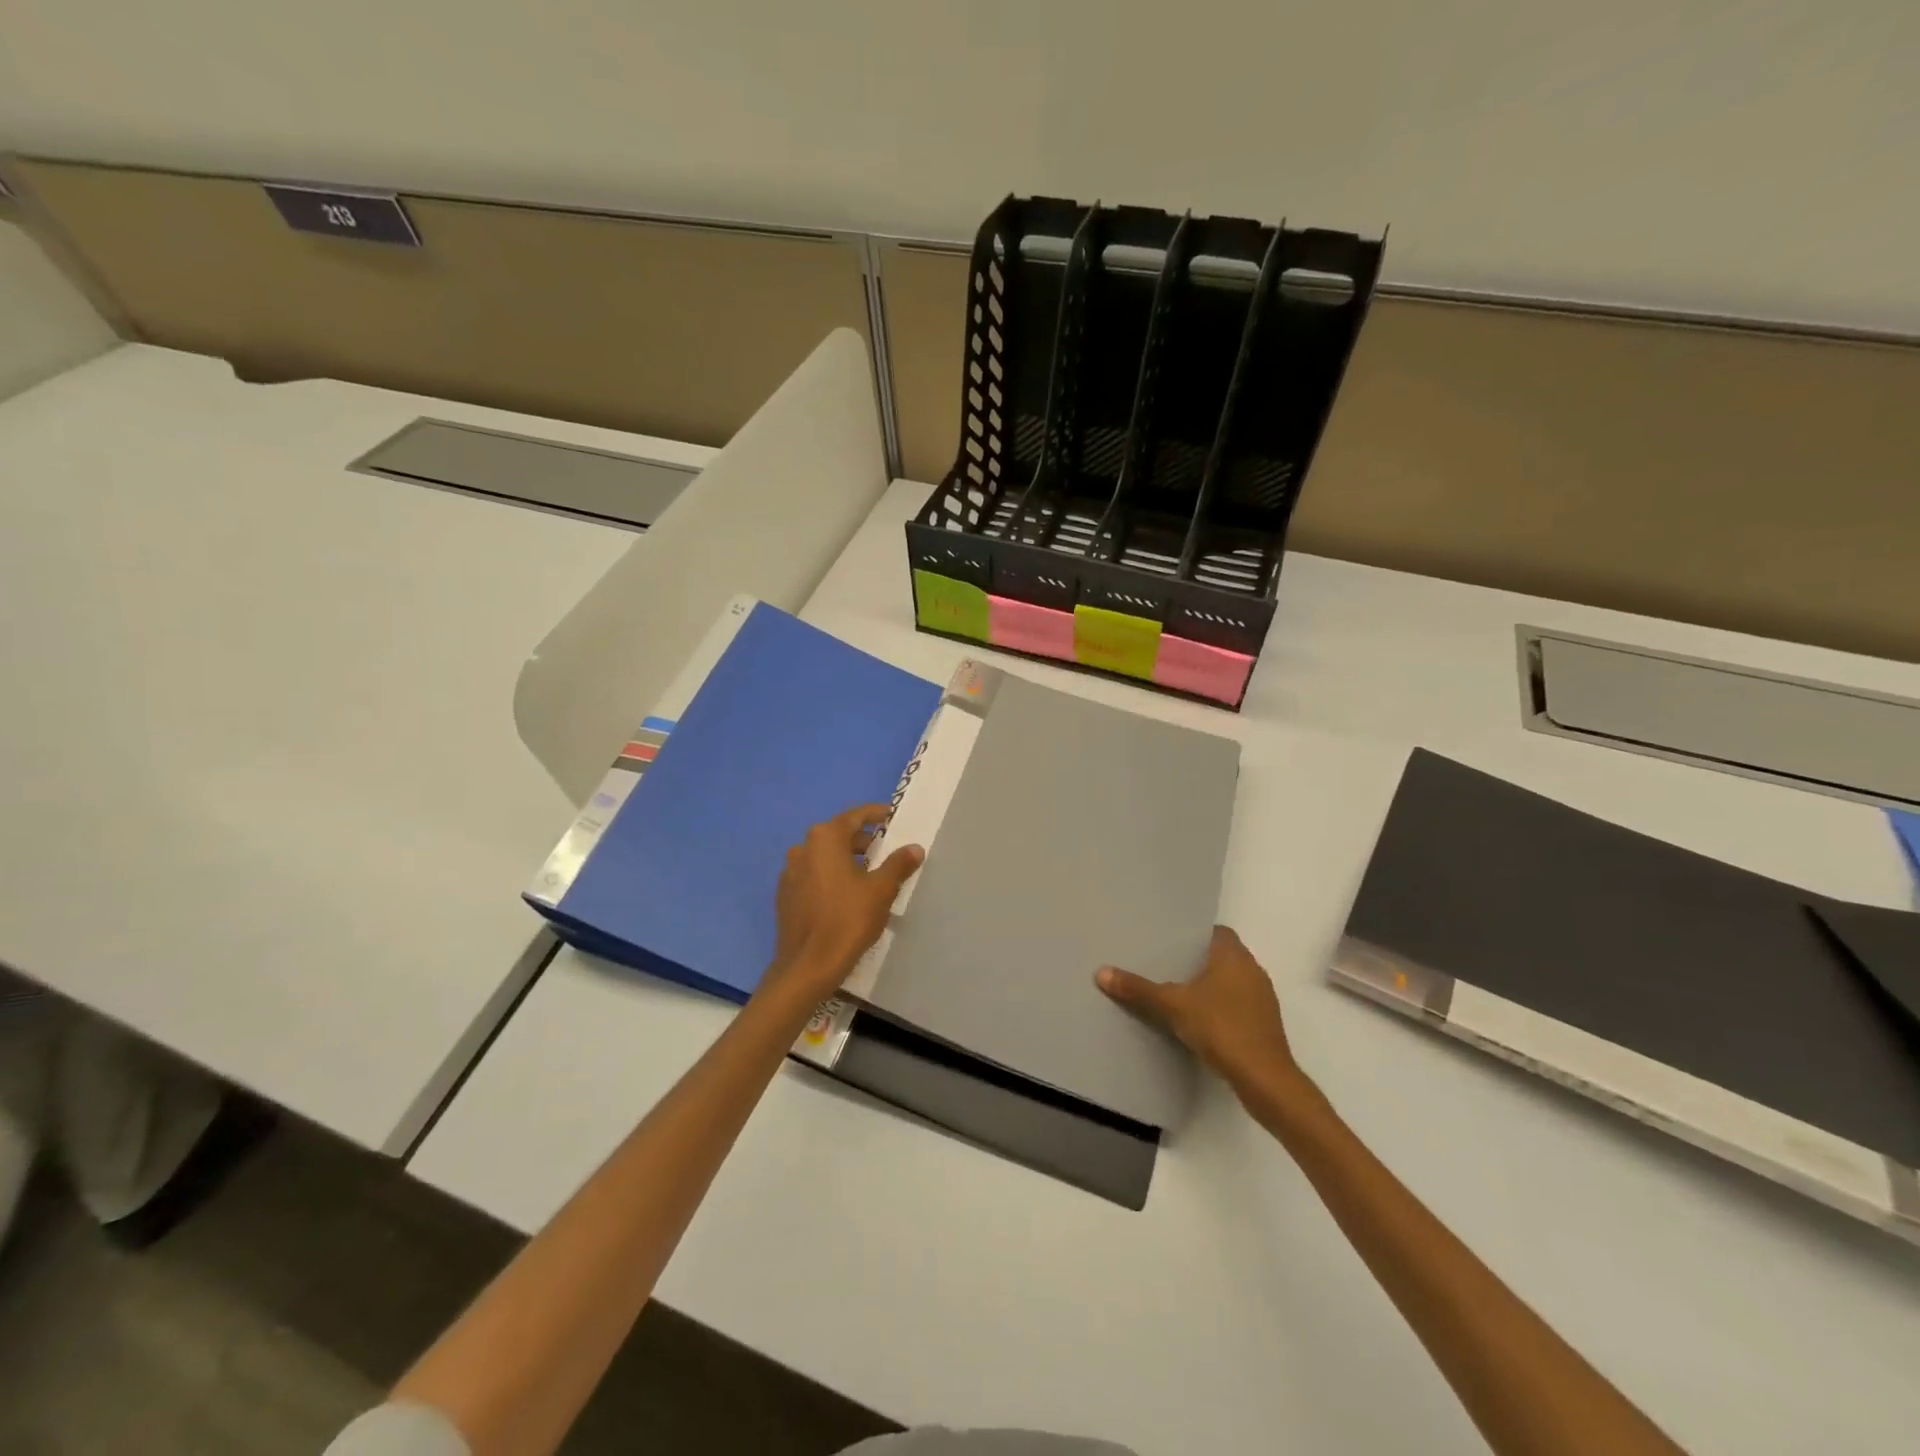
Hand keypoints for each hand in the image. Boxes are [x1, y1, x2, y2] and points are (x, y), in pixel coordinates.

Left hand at [764, 804, 923, 1005]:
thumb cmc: (848, 920)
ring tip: (870, 876)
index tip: (893, 817)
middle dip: (864, 841)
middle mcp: (803, 848)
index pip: (855, 816)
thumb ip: (898, 864)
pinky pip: (813, 876)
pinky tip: (846, 896)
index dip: (877, 815)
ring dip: (847, 860)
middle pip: (838, 835)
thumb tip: (914, 847)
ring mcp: (790, 872)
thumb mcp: (881, 890)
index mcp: (825, 839)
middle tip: (887, 852)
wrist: (808, 966)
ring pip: (824, 857)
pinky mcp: (785, 895)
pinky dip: (830, 877)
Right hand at [1097, 926, 1302, 1096]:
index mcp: (1234, 956)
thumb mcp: (1172, 1006)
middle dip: (1199, 960)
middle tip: (1167, 964)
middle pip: (1223, 955)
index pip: (1217, 931)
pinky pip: (1239, 1003)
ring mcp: (1263, 998)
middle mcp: (1253, 970)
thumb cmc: (1221, 1027)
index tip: (1171, 940)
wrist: (1264, 1078)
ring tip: (1179, 992)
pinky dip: (1221, 1006)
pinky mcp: (1265, 1024)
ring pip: (1232, 981)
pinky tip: (1201, 1020)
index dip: (1195, 934)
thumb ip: (1139, 989)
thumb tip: (1101, 972)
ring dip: (1211, 985)